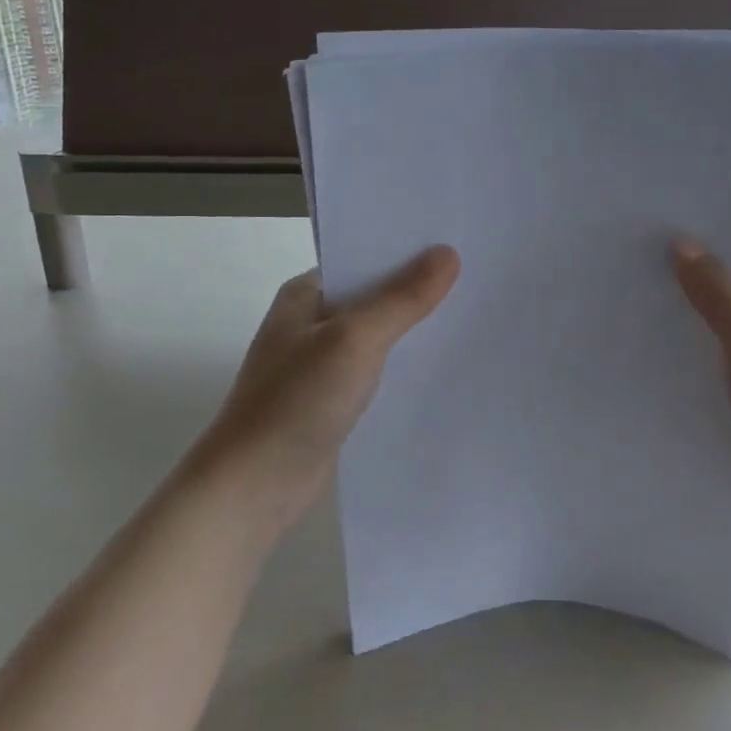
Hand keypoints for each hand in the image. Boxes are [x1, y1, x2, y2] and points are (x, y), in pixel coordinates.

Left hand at [200, 246, 460, 533]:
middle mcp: (312, 321)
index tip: (459, 242)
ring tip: (472, 315)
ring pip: (379, 334)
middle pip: (375, 294)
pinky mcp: (333, 398)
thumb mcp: (354, 340)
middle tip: (478, 279)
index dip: (408, 249)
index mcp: (306, 294)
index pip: (364, 256)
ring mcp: (321, 362)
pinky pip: (377, 369)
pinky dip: (404, 364)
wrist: (252, 488)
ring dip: (414, 329)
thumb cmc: (296, 402)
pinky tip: (441, 365)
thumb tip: (448, 253)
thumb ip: (402, 298)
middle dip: (419, 289)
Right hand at [671, 240, 730, 581]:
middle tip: (638, 266)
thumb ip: (720, 300)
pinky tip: (657, 366)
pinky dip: (699, 372)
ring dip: (694, 332)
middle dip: (698, 286)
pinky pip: (727, 381)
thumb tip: (684, 245)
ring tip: (636, 309)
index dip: (719, 244)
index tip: (665, 230)